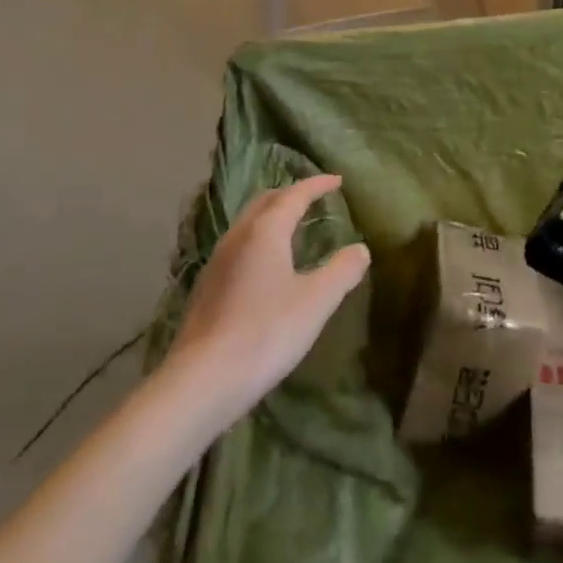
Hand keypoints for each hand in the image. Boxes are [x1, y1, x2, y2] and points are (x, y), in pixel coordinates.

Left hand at [164, 175, 370, 421]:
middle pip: (265, 201)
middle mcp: (237, 237)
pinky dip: (258, 239)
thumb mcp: (316, 302)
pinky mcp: (206, 288)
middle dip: (290, 194)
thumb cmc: (266, 332)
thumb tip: (360, 249)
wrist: (201, 381)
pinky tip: (265, 265)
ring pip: (247, 223)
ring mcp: (216, 262)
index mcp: (265, 231)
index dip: (317, 185)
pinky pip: (238, 246)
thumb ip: (342, 271)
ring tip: (292, 227)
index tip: (337, 180)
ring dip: (271, 216)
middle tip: (313, 197)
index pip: (294, 195)